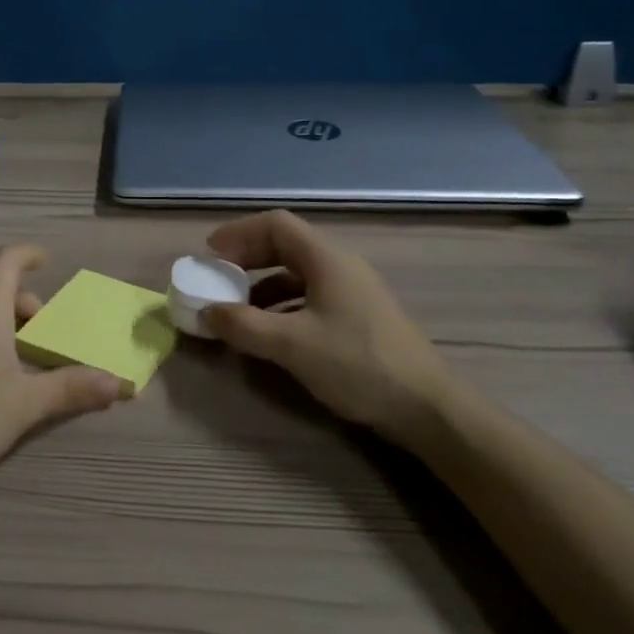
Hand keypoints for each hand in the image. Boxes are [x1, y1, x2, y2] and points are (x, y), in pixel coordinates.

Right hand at [201, 210, 452, 447]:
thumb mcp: (292, 345)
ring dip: (261, 285)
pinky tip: (271, 332)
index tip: (210, 254)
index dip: (239, 233)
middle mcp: (340, 266)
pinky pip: (310, 297)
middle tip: (218, 278)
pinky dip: (282, 305)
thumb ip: (244, 325)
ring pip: (297, 273)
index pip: (276, 225)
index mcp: (326, 259)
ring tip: (237, 309)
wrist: (428, 409)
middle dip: (247, 259)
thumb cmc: (358, 365)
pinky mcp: (359, 317)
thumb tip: (205, 312)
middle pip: (285, 246)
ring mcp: (353, 292)